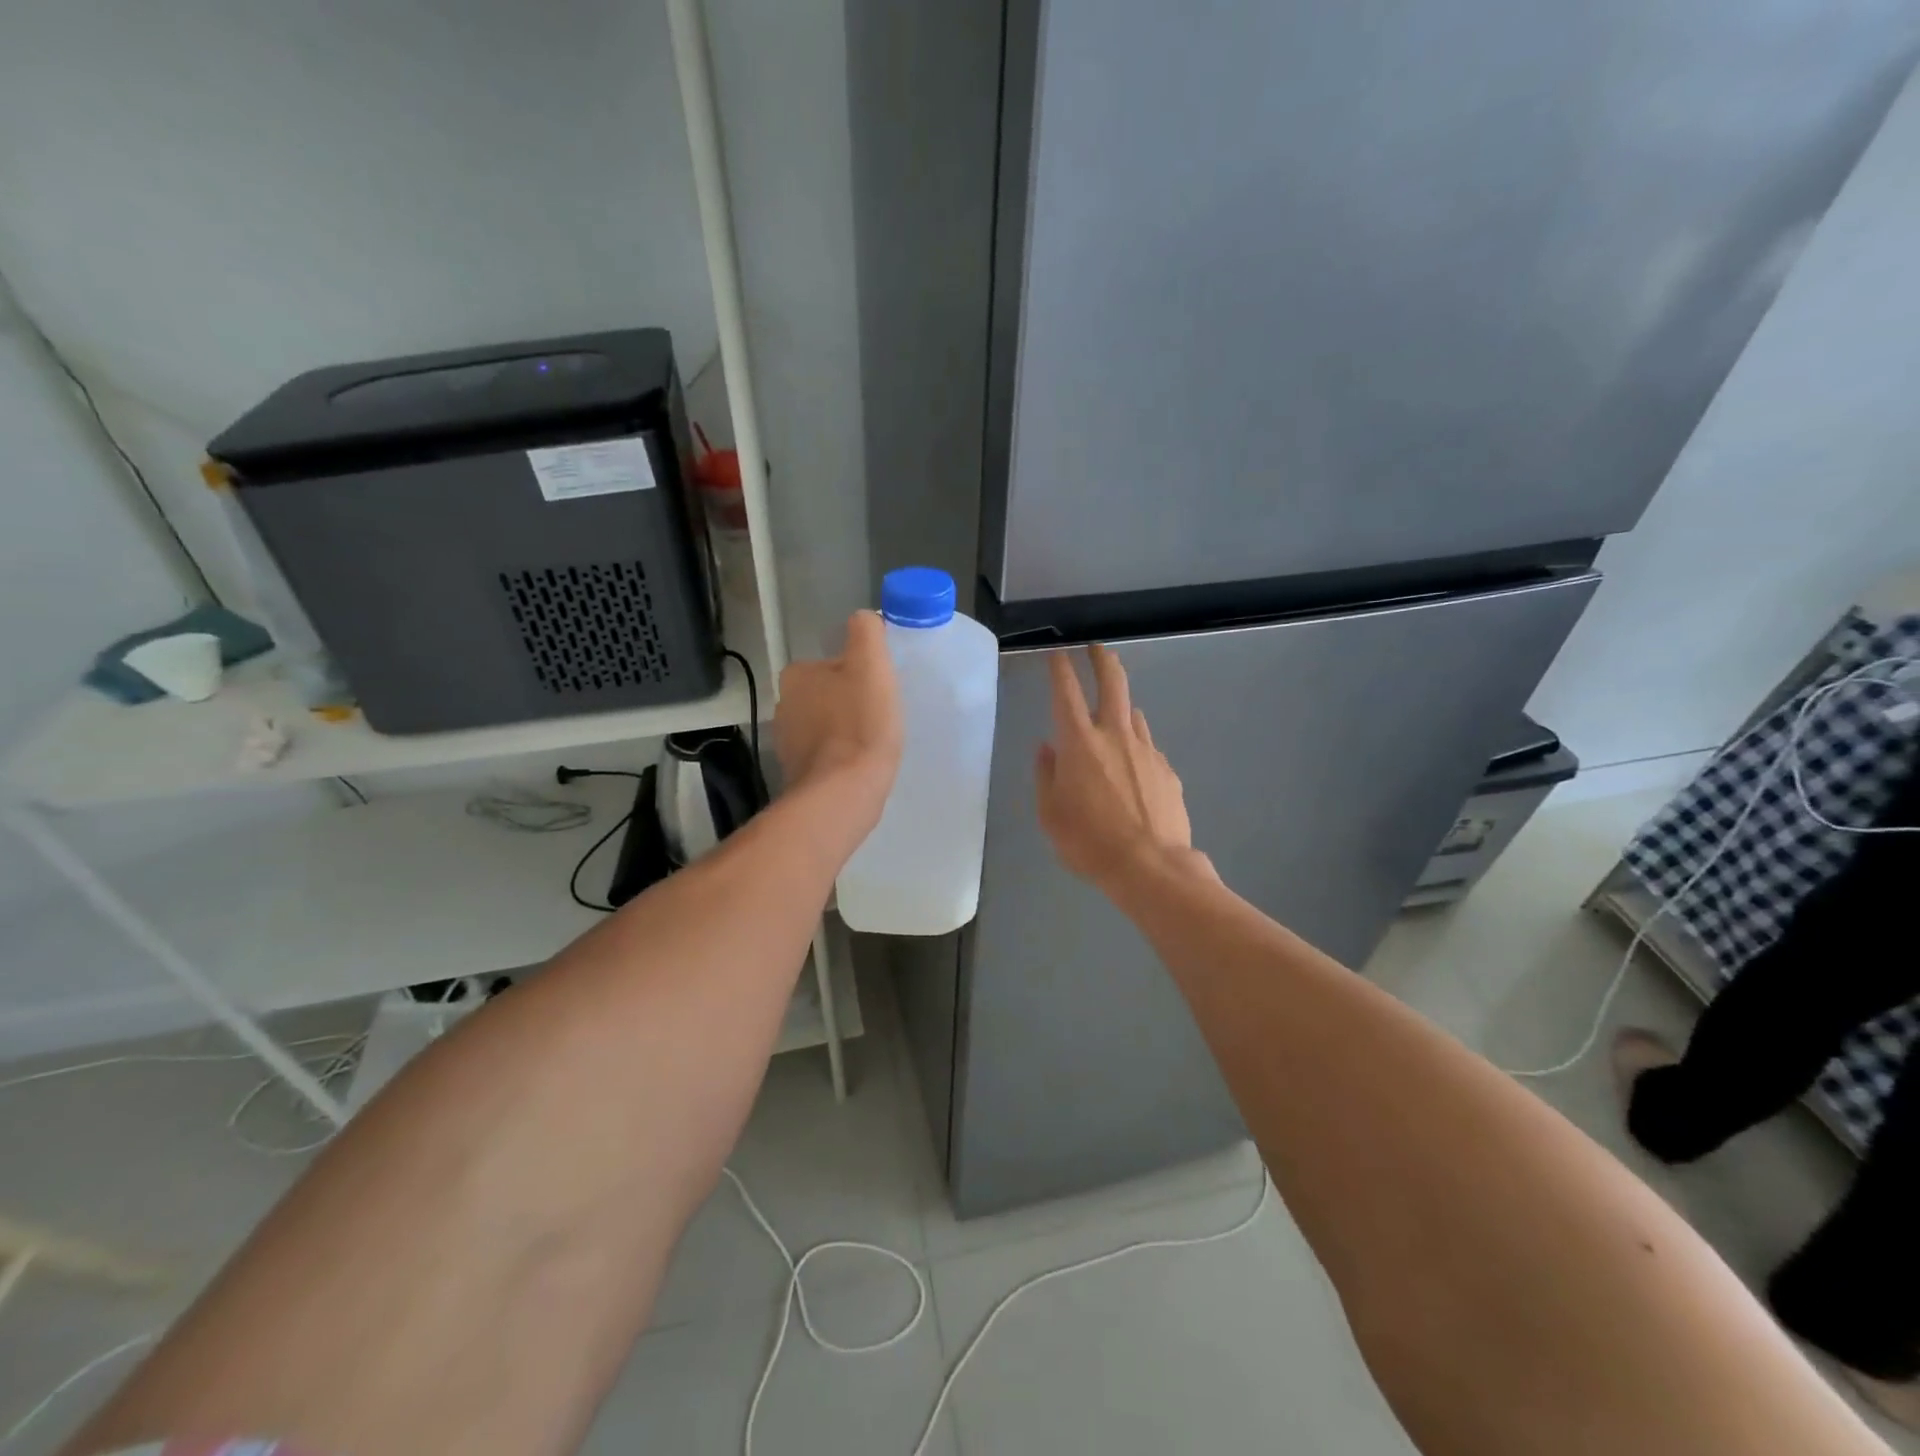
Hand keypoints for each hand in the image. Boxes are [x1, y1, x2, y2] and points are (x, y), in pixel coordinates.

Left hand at [775, 611, 902, 823]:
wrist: (843, 793)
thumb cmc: (860, 724)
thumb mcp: (870, 665)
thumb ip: (866, 632)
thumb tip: (864, 619)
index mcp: (797, 675)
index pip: (834, 664)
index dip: (861, 675)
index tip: (880, 692)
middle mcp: (784, 705)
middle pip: (828, 694)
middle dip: (851, 703)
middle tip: (881, 717)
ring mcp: (787, 743)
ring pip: (825, 726)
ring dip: (846, 731)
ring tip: (873, 744)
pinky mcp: (797, 773)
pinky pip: (824, 756)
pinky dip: (841, 758)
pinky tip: (860, 767)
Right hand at [1036, 645, 1199, 888]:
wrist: (1150, 867)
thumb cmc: (1088, 842)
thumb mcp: (1050, 814)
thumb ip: (1046, 775)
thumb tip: (1047, 749)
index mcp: (1079, 743)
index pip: (1066, 692)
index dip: (1060, 669)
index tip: (1058, 655)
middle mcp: (1115, 736)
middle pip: (1113, 683)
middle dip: (1102, 660)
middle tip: (1096, 649)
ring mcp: (1146, 750)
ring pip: (1133, 715)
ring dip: (1120, 709)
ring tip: (1111, 719)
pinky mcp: (1167, 770)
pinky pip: (1147, 748)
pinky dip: (1135, 747)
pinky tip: (1132, 771)